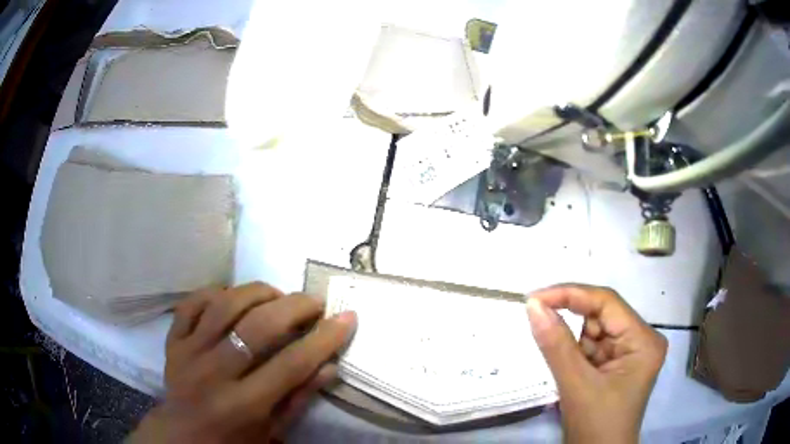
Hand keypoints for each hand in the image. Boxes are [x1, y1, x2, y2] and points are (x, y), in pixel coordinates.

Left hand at [128, 283, 356, 443]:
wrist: (181, 436)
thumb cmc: (233, 440)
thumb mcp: (272, 431)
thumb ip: (298, 398)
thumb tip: (328, 365)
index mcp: (243, 405)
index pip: (291, 364)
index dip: (324, 339)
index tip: (347, 318)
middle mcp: (213, 374)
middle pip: (257, 327)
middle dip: (294, 307)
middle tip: (314, 302)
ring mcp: (188, 352)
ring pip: (224, 306)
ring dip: (257, 292)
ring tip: (277, 295)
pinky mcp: (172, 340)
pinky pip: (192, 303)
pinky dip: (215, 292)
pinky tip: (233, 296)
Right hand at [526, 285, 666, 443]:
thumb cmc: (595, 425)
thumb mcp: (576, 385)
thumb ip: (556, 344)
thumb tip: (533, 306)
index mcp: (643, 340)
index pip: (607, 303)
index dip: (571, 294)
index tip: (534, 298)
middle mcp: (641, 339)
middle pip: (602, 314)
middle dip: (571, 319)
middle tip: (538, 320)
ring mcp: (630, 351)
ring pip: (595, 330)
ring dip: (573, 340)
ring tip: (564, 364)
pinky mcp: (618, 363)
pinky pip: (593, 346)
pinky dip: (575, 352)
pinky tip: (569, 368)